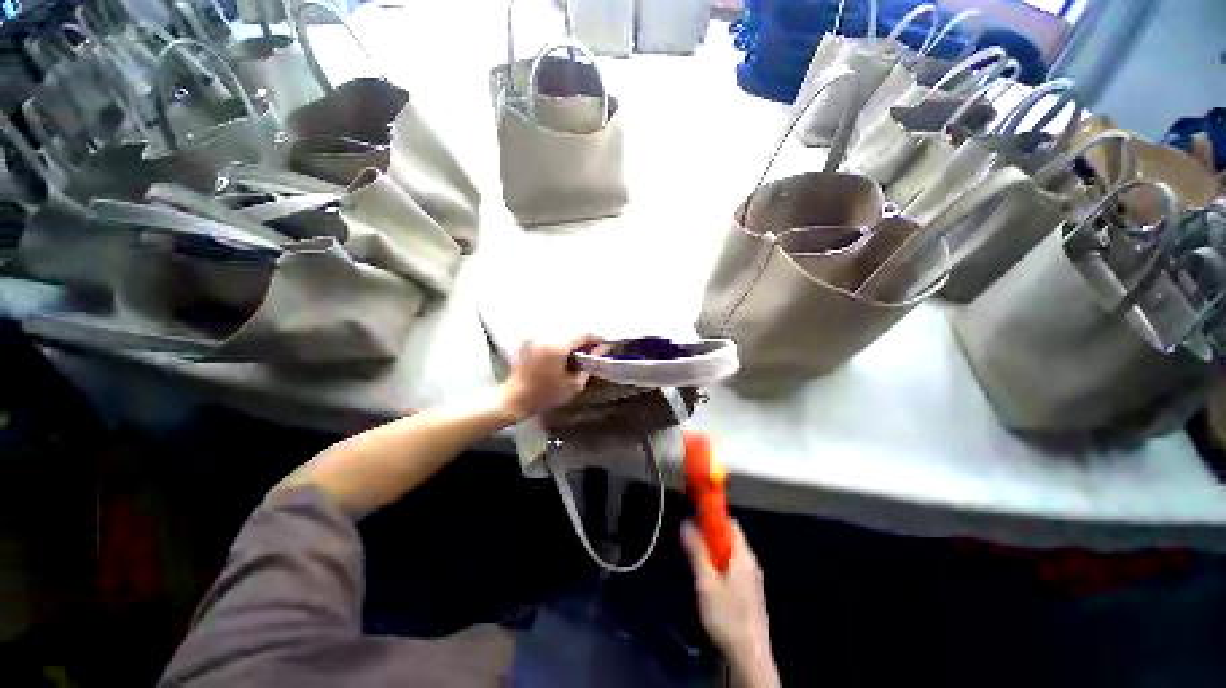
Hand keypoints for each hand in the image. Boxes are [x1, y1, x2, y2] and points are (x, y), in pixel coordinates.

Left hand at [500, 334, 603, 420]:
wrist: (514, 399)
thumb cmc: (545, 395)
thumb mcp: (573, 385)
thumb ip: (589, 365)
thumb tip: (600, 349)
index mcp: (557, 346)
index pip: (585, 332)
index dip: (598, 338)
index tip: (605, 347)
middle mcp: (546, 335)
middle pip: (575, 329)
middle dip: (587, 339)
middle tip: (594, 352)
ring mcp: (537, 336)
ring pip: (564, 331)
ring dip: (575, 339)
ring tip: (580, 354)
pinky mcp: (531, 340)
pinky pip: (553, 335)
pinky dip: (563, 341)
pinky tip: (565, 354)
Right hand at [682, 521, 778, 687]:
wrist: (749, 656)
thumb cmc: (727, 616)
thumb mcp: (706, 583)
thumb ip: (696, 552)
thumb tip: (685, 523)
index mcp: (743, 555)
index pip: (729, 522)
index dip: (712, 517)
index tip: (694, 519)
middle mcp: (751, 562)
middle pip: (730, 537)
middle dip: (710, 536)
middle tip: (691, 545)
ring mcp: (753, 578)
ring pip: (731, 554)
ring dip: (713, 553)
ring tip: (697, 565)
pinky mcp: (751, 592)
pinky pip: (734, 568)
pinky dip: (720, 566)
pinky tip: (709, 583)